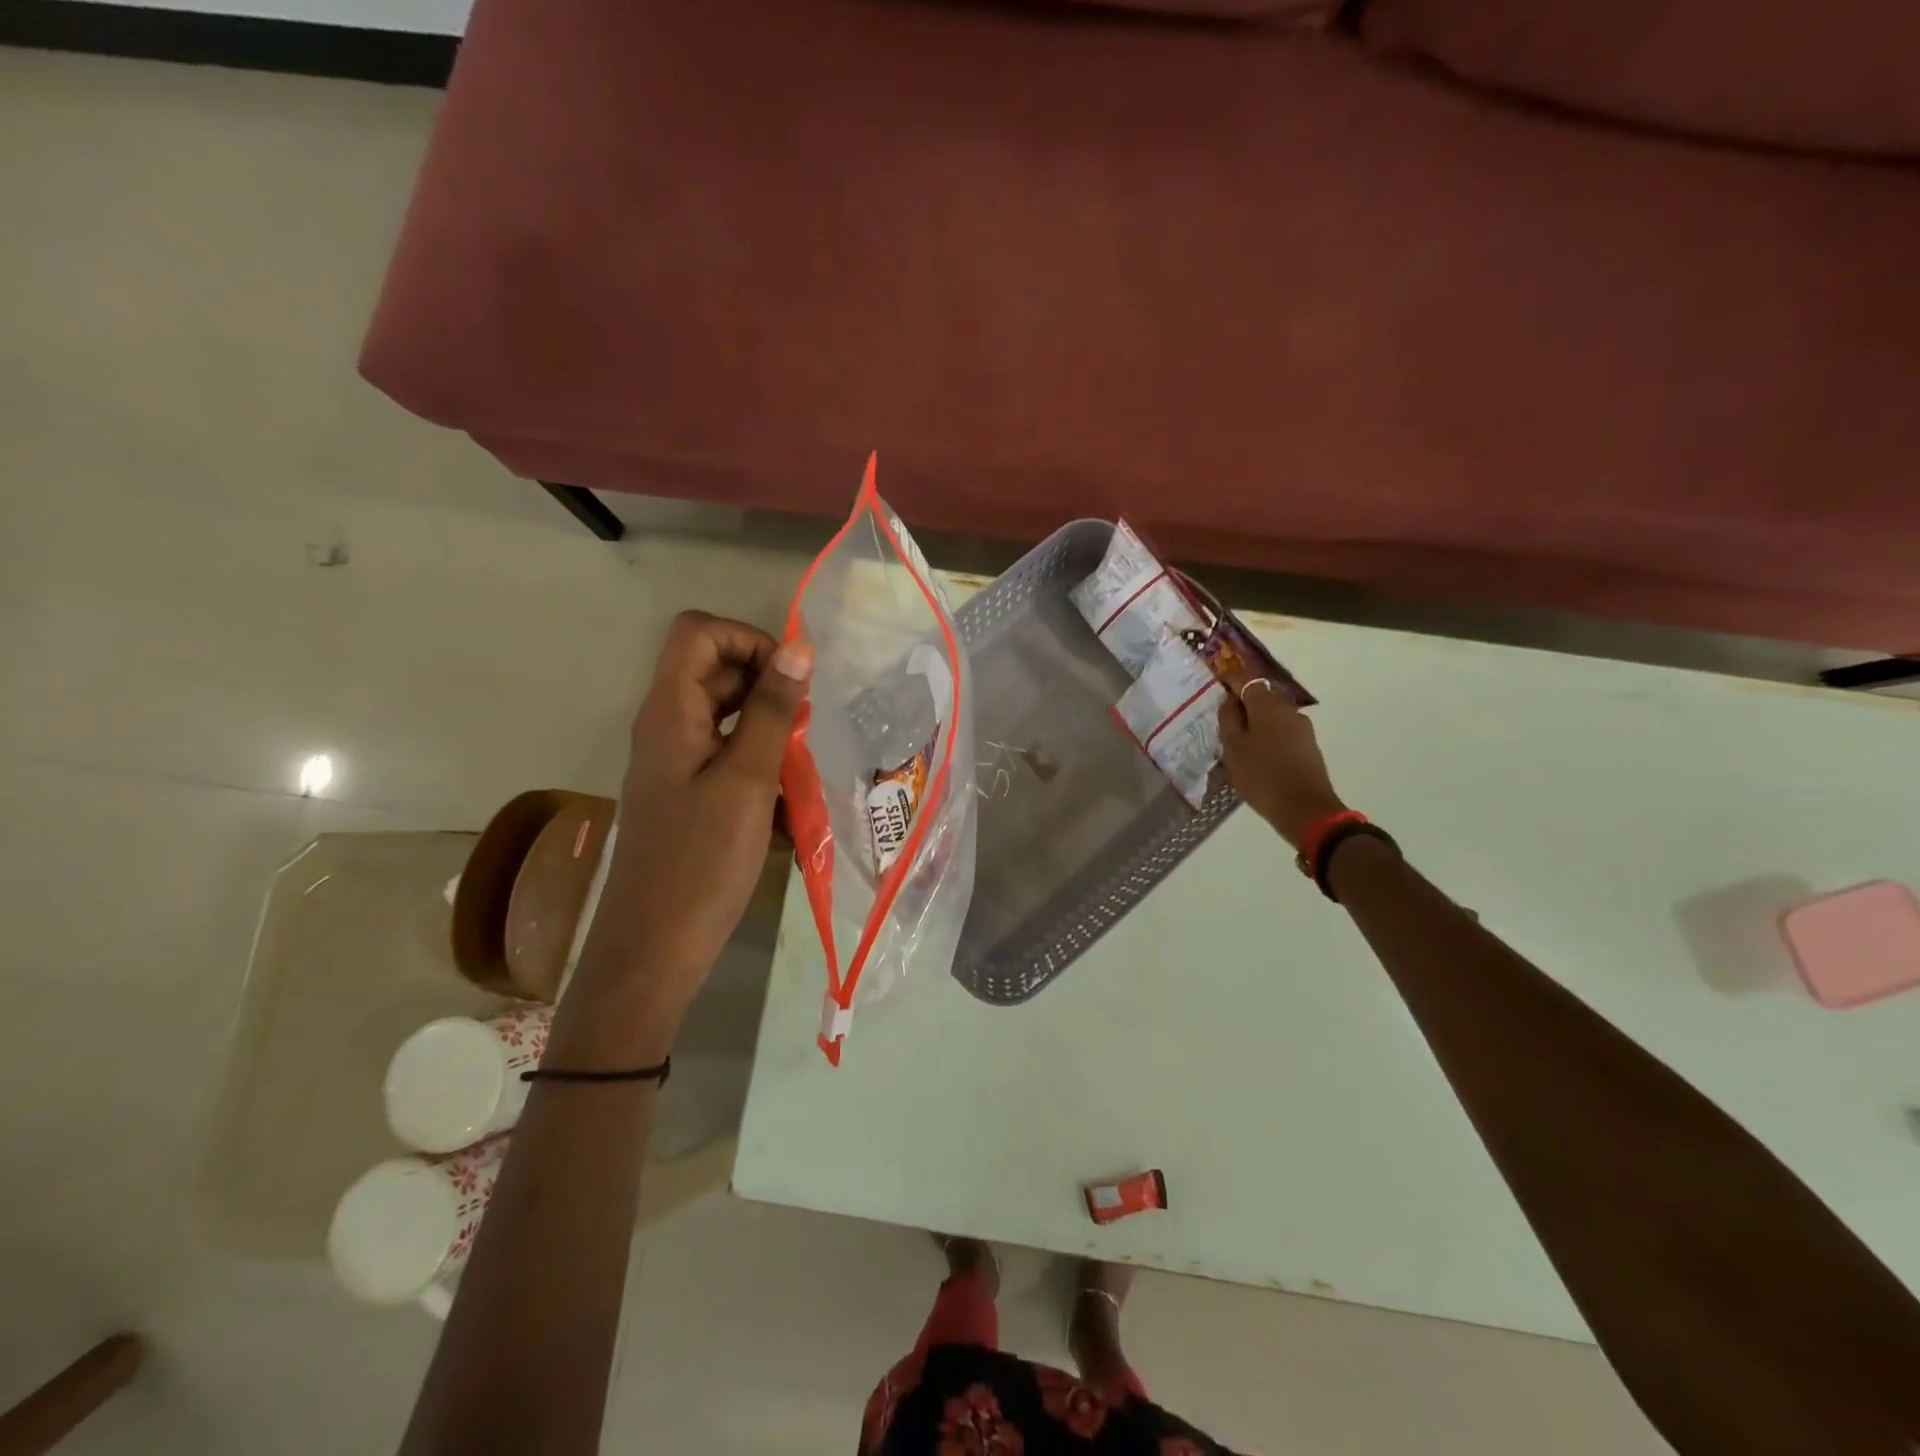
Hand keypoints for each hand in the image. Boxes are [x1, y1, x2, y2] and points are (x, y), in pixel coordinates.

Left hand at [576, 611, 812, 1034]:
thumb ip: (773, 711)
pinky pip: (731, 759)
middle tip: (807, 727)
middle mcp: (668, 727)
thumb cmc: (701, 862)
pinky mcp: (691, 796)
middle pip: (716, 672)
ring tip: (805, 767)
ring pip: (729, 718)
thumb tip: (797, 647)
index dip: (747, 639)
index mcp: (669, 712)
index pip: (699, 632)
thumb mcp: (746, 780)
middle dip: (769, 688)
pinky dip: (763, 768)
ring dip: (772, 732)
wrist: (656, 948)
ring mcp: (678, 764)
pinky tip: (791, 806)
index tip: (790, 680)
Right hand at [1216, 665, 1345, 850]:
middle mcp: (1288, 710)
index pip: (1246, 680)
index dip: (1231, 679)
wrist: (1305, 809)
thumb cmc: (1261, 775)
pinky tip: (1256, 756)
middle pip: (1262, 698)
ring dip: (1255, 723)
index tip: (1217, 680)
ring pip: (1272, 717)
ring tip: (1237, 743)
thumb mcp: (1233, 747)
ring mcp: (1302, 729)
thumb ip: (1228, 719)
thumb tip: (1229, 699)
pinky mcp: (1308, 747)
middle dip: (1243, 704)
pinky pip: (1281, 733)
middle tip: (1223, 719)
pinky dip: (1267, 737)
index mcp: (1267, 705)